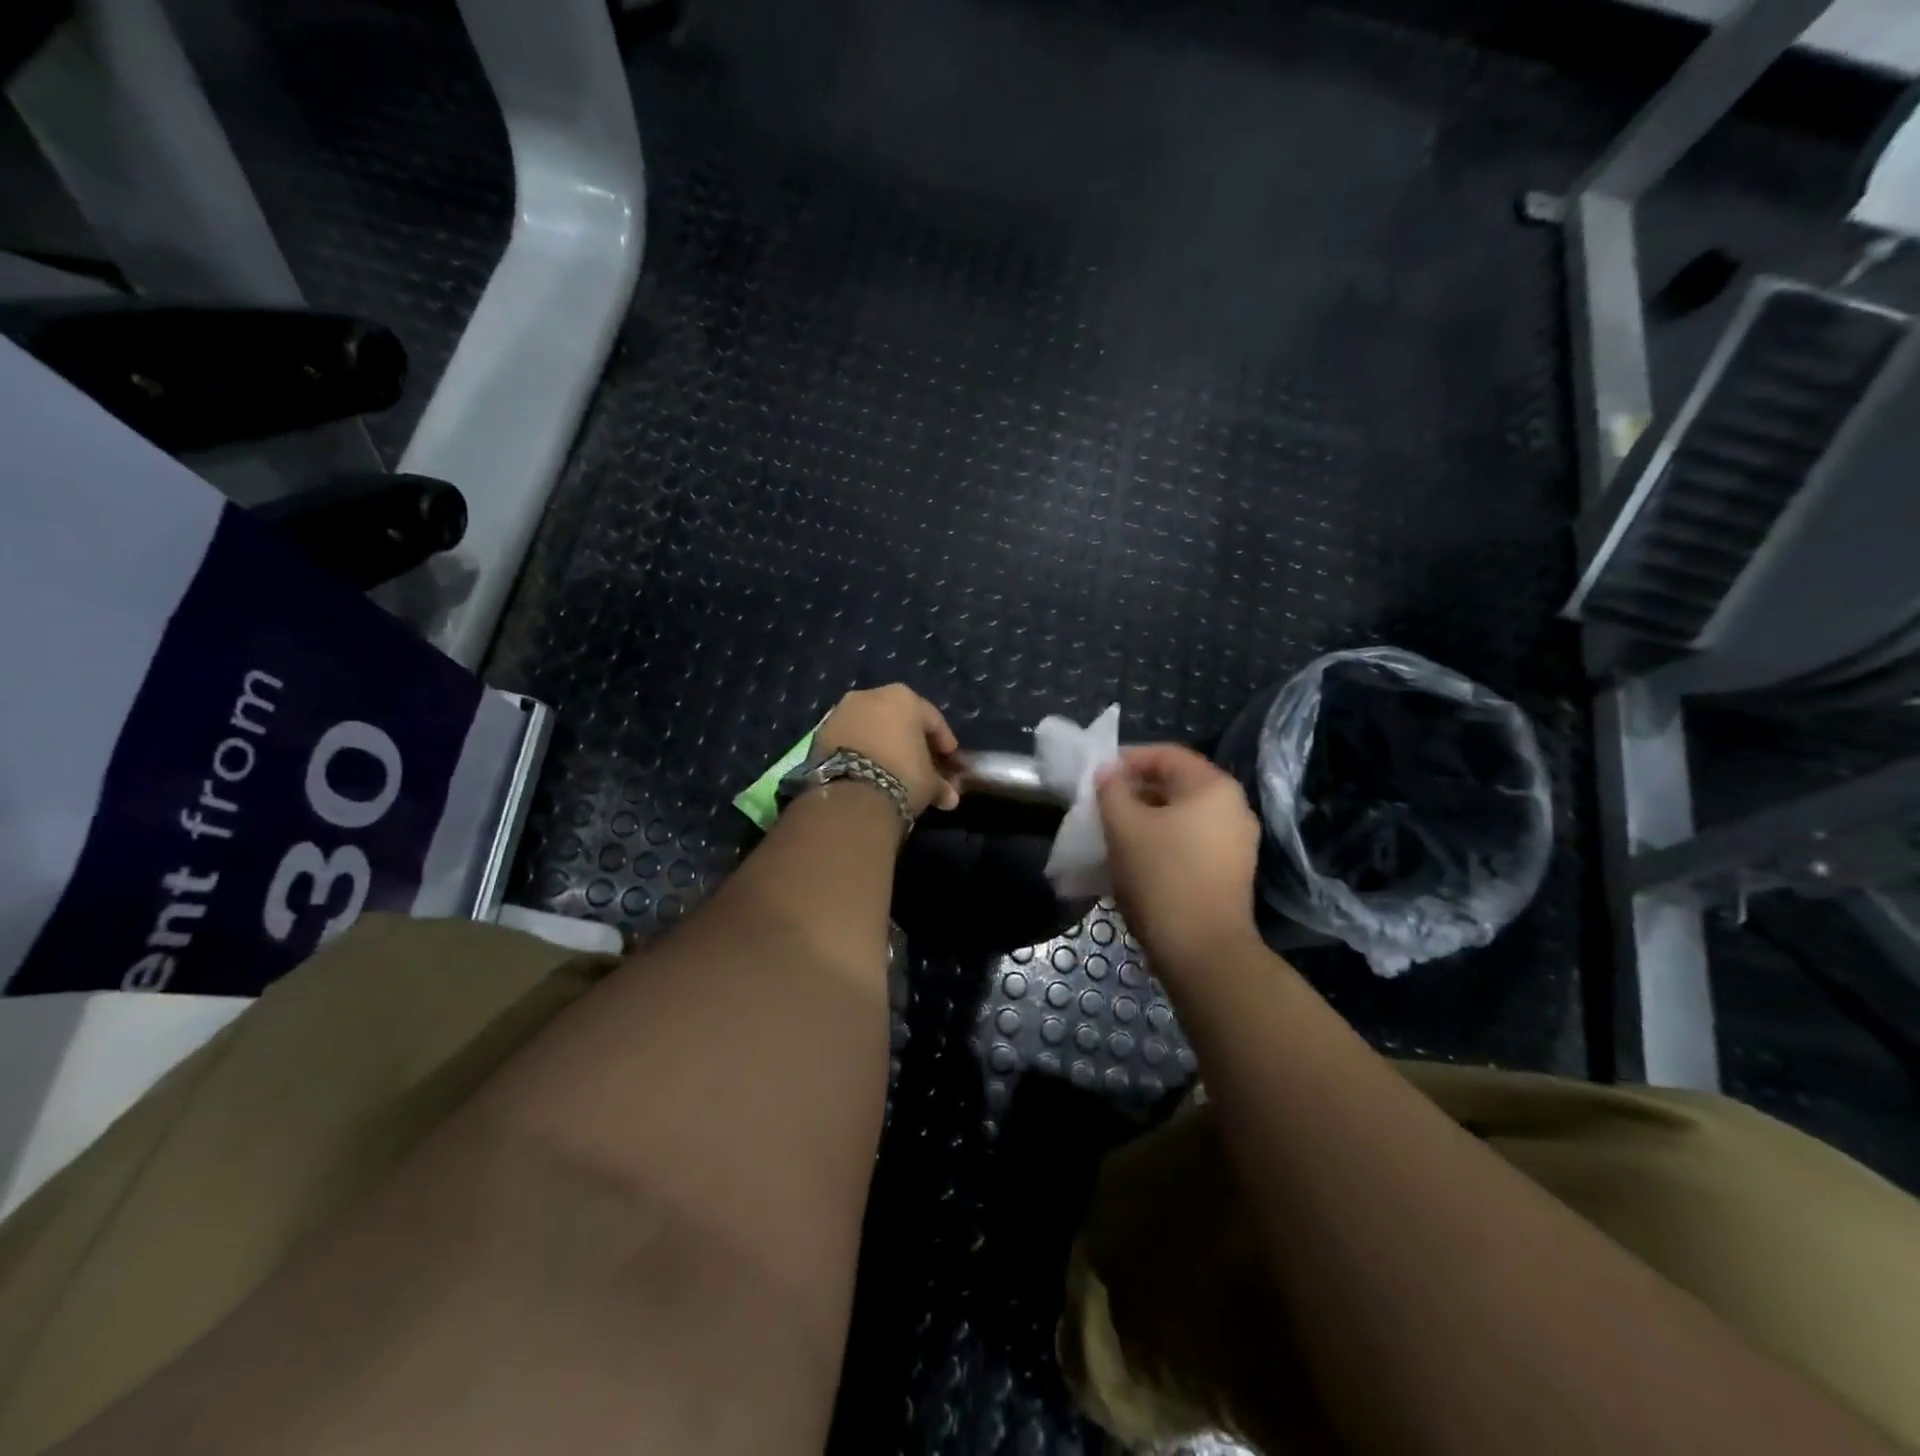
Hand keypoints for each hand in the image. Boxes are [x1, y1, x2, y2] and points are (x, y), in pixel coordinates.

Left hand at [816, 685, 962, 815]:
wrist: (851, 795)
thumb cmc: (902, 777)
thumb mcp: (929, 783)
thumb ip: (941, 784)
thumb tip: (949, 797)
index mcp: (904, 698)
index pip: (932, 718)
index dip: (943, 741)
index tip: (949, 759)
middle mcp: (870, 695)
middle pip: (898, 717)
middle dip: (909, 739)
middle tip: (920, 762)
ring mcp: (840, 712)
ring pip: (870, 725)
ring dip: (882, 743)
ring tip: (890, 768)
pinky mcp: (819, 733)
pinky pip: (849, 739)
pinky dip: (860, 751)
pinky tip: (867, 771)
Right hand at [1096, 745, 1261, 970]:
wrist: (1202, 952)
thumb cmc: (1161, 878)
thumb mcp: (1124, 827)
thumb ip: (1111, 790)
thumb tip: (1108, 773)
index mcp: (1213, 787)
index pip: (1166, 755)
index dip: (1127, 760)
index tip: (1096, 778)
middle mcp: (1233, 808)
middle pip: (1175, 785)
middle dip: (1134, 792)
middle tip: (1100, 807)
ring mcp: (1236, 843)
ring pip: (1181, 817)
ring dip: (1145, 820)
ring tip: (1112, 834)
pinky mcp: (1230, 873)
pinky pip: (1190, 843)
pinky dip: (1162, 843)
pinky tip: (1134, 860)